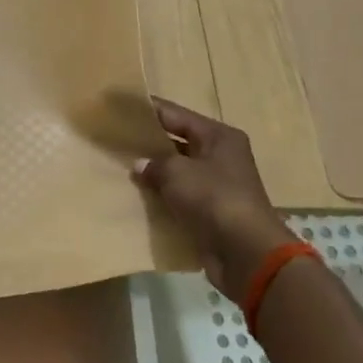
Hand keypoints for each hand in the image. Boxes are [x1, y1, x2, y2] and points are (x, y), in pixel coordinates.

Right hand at [133, 96, 298, 295]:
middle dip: (149, 144)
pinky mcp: (212, 213)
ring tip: (121, 169)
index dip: (148, 110)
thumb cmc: (213, 199)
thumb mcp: (177, 173)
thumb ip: (154, 163)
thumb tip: (139, 165)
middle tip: (116, 140)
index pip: (177, 114)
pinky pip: (181, 198)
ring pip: (178, 173)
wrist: (246, 254)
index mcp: (219, 137)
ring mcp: (218, 186)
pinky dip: (163, 198)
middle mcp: (221, 157)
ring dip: (155, 174)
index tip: (122, 108)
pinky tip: (138, 198)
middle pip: (178, 142)